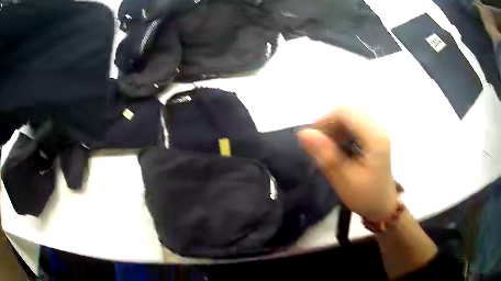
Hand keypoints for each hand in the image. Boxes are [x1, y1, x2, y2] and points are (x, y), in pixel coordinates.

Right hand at [297, 107, 397, 221]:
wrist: (383, 205)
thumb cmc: (366, 197)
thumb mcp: (344, 180)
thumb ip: (326, 155)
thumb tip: (303, 133)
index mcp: (374, 137)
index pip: (344, 113)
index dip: (324, 122)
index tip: (312, 142)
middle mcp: (378, 127)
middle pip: (347, 112)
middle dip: (329, 125)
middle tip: (320, 148)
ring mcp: (377, 130)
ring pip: (349, 117)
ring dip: (334, 129)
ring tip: (329, 150)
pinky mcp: (374, 135)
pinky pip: (353, 124)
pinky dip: (341, 133)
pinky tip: (339, 149)